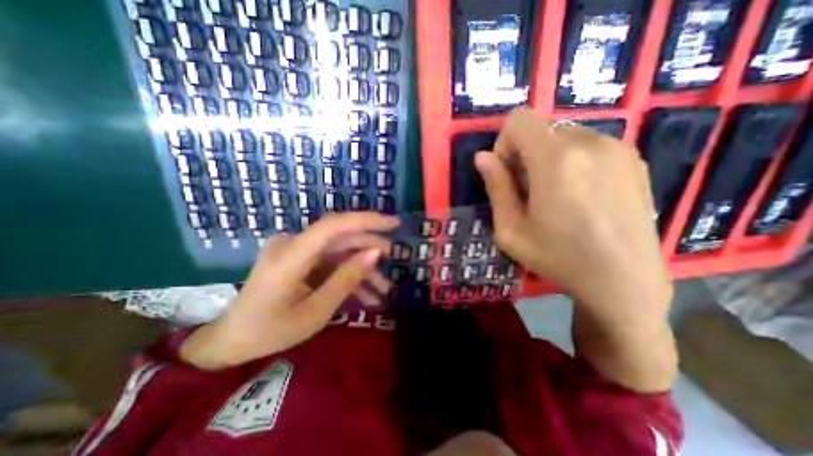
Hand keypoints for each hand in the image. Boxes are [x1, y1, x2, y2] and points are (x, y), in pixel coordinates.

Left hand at [182, 213, 401, 370]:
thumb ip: (346, 279)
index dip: (366, 220)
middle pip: (341, 237)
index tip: (393, 223)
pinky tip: (367, 294)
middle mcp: (294, 244)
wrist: (232, 341)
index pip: (334, 225)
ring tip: (385, 288)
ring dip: (363, 268)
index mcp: (291, 255)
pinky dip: (349, 276)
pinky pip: (331, 262)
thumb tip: (375, 254)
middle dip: (371, 247)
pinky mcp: (301, 260)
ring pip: (340, 251)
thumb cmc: (270, 331)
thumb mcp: (315, 312)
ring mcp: (297, 251)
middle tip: (395, 258)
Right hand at [474, 106, 670, 313]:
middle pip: (540, 127)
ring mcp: (617, 148)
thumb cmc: (558, 257)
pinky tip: (578, 194)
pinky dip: (571, 160)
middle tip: (528, 189)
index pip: (519, 119)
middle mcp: (589, 142)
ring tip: (554, 194)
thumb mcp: (511, 229)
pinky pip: (587, 144)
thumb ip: (495, 187)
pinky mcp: (633, 159)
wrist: (624, 281)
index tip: (508, 173)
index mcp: (556, 159)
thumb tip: (482, 157)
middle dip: (524, 152)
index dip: (504, 143)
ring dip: (547, 157)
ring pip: (562, 135)